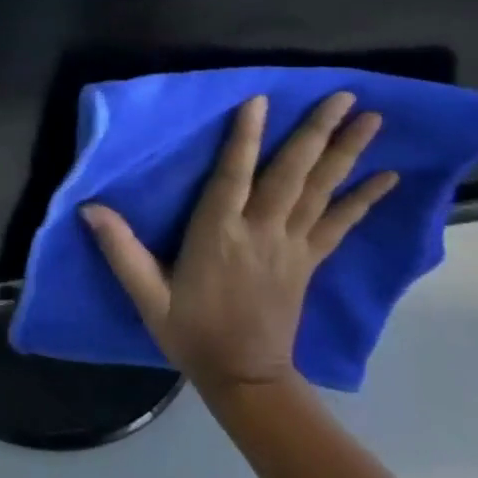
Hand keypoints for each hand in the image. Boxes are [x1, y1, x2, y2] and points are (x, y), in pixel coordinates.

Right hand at [81, 93, 397, 393]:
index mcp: (219, 235)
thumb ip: (121, 250)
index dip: (245, 138)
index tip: (260, 100)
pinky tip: (387, 176)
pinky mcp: (309, 262)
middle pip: (291, 175)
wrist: (245, 381)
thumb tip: (89, 207)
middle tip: (343, 95)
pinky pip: (340, 224)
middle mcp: (261, 233)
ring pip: (321, 192)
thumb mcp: (147, 296)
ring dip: (346, 153)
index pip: (233, 176)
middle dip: (317, 133)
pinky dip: (364, 199)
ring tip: (371, 119)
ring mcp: (292, 247)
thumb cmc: (191, 332)